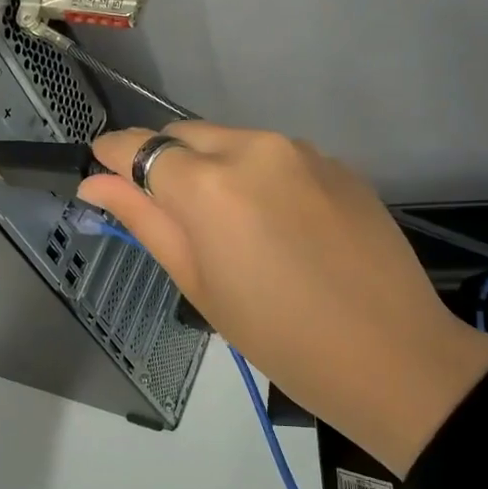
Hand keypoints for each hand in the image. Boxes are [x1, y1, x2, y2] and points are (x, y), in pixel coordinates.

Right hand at [81, 124, 487, 474]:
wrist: (392, 354)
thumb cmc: (279, 336)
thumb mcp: (199, 284)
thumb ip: (145, 222)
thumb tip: (95, 183)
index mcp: (210, 185)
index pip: (141, 147)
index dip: (114, 156)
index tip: (102, 171)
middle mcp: (254, 148)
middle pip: (186, 134)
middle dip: (165, 160)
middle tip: (167, 211)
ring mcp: (302, 150)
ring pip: (233, 141)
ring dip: (214, 167)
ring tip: (230, 225)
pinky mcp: (337, 163)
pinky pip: (277, 156)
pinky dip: (259, 176)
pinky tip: (279, 224)